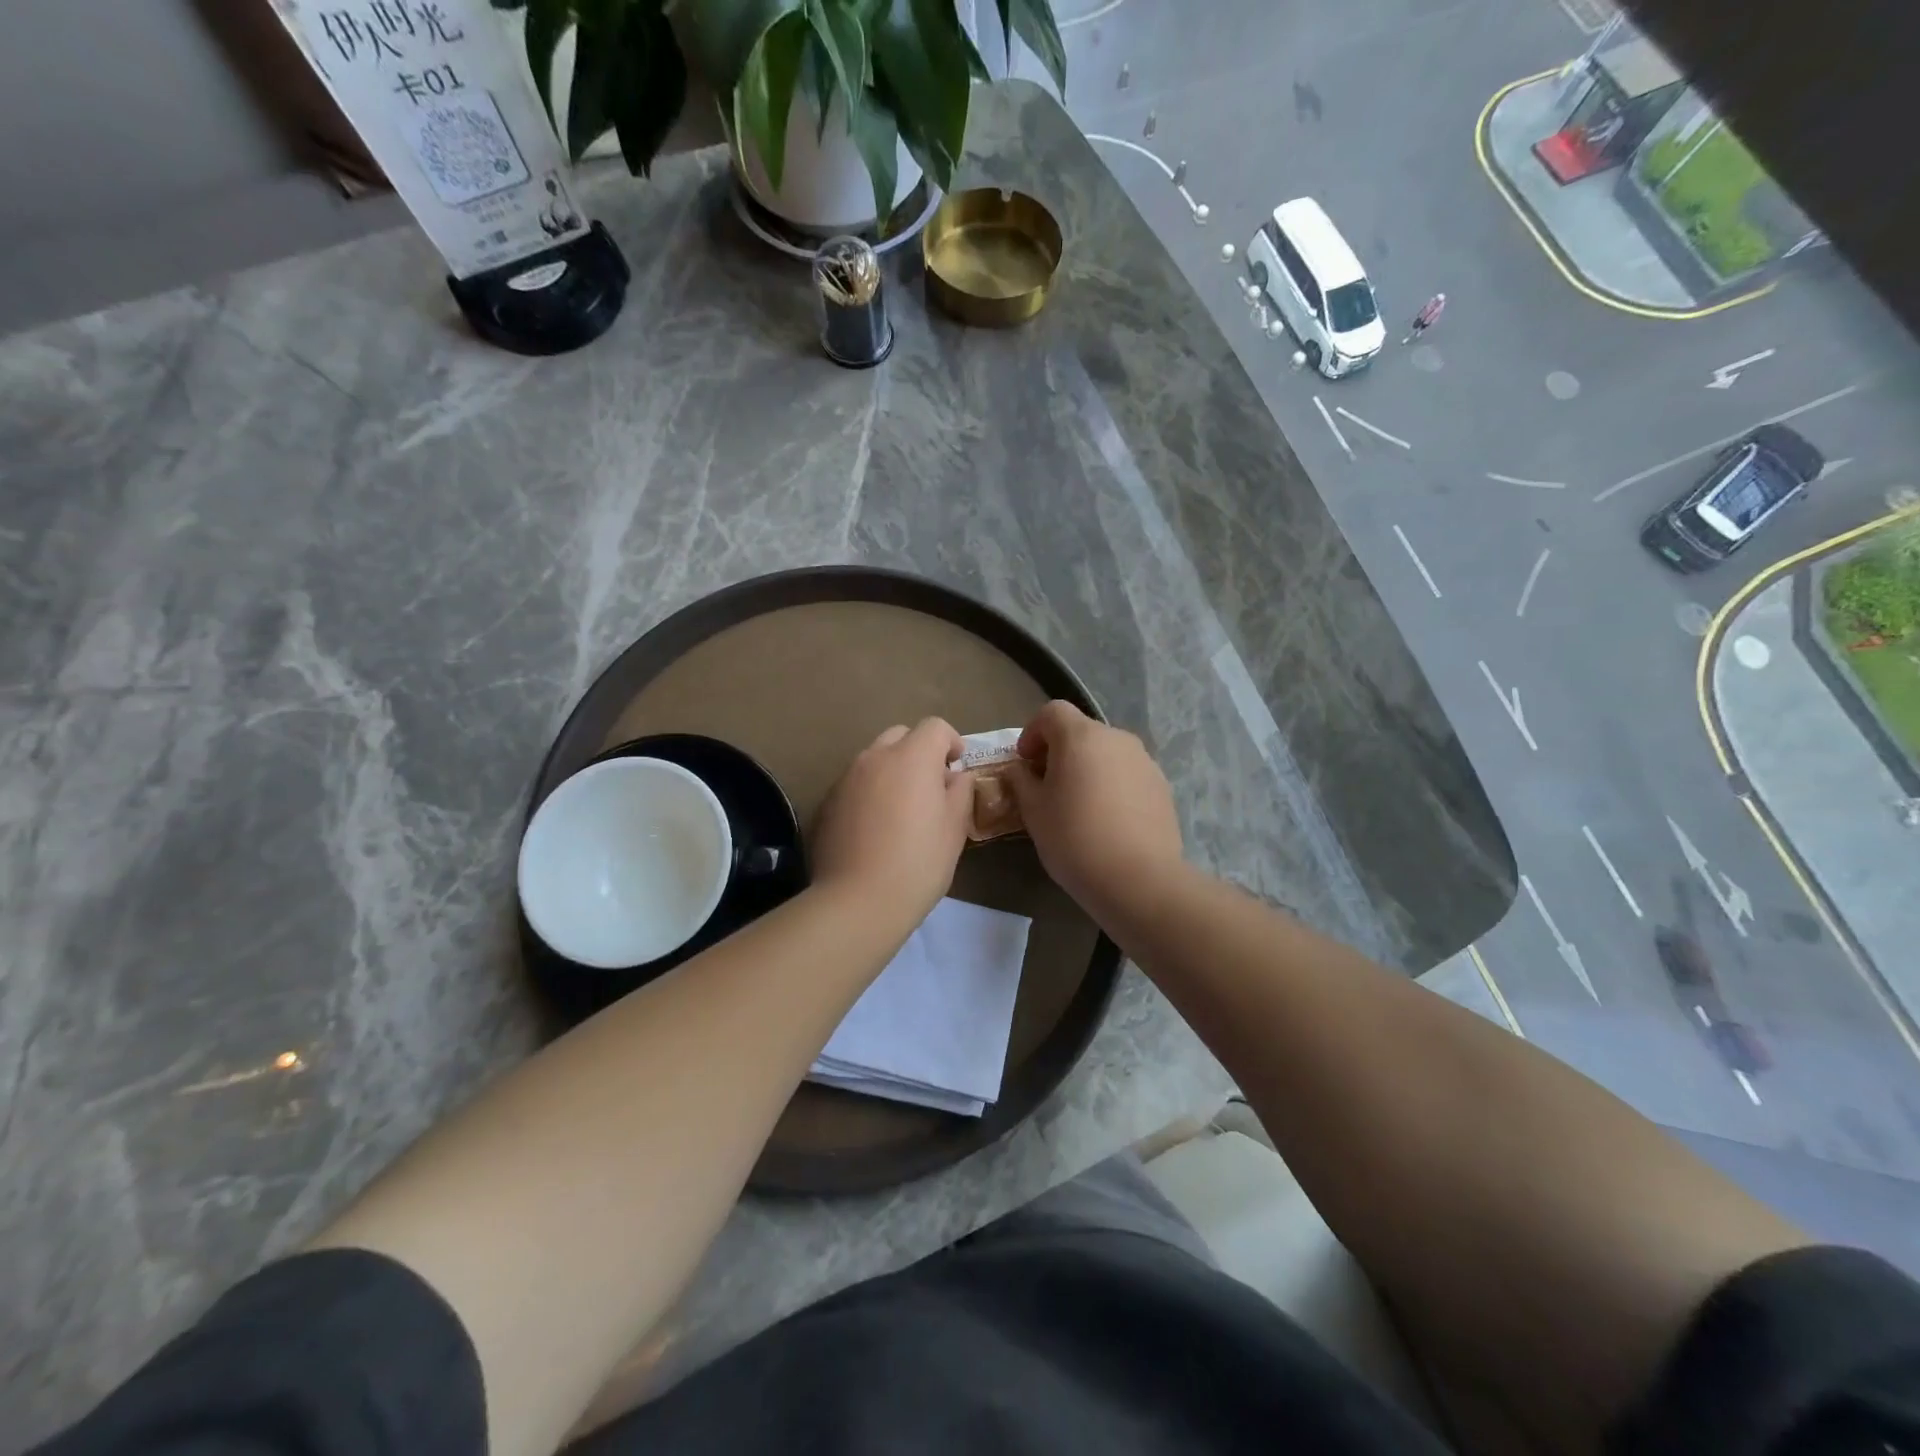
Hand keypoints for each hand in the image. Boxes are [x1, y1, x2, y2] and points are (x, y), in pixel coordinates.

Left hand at [811, 718, 972, 928]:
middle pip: (900, 735)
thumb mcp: (954, 828)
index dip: (951, 741)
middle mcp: (875, 757)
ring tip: (901, 808)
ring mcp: (846, 778)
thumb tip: (956, 776)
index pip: (935, 727)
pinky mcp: (827, 801)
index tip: (956, 767)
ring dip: (892, 771)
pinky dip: (870, 791)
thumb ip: (960, 792)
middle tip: (930, 785)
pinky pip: (855, 783)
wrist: (857, 900)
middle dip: (918, 751)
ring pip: (874, 758)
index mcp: (911, 757)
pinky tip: (875, 827)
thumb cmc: (918, 862)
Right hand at [1006, 701, 1183, 918]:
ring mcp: (1144, 761)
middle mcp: (1116, 738)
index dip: (1033, 731)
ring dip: (1088, 768)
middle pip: (1082, 731)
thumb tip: (1020, 770)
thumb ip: (1021, 781)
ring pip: (1107, 754)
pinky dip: (1112, 785)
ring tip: (1079, 805)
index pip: (1052, 712)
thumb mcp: (1033, 810)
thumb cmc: (1074, 838)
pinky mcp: (1162, 786)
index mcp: (1081, 737)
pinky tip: (1107, 820)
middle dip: (1060, 752)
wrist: (1138, 878)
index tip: (1025, 761)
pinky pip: (1128, 775)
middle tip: (1047, 785)